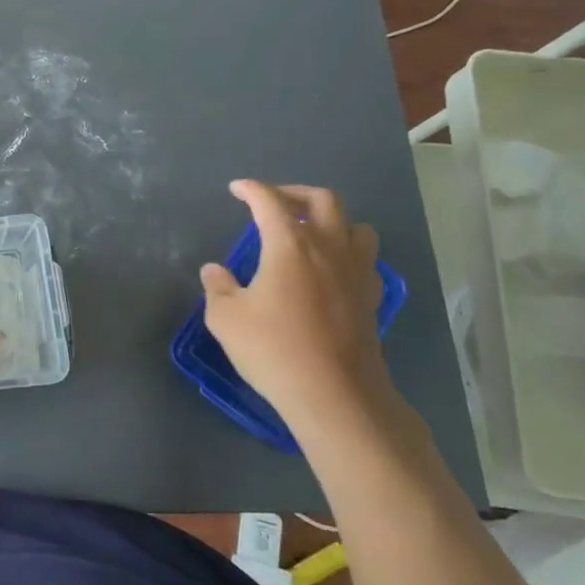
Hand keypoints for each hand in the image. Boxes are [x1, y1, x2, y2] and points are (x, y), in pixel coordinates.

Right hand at [199, 180, 397, 443]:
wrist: (335, 394)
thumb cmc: (274, 350)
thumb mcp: (227, 318)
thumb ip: (218, 287)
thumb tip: (214, 270)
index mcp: (290, 245)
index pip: (270, 201)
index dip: (251, 189)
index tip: (236, 189)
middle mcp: (329, 248)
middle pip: (323, 199)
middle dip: (295, 193)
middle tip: (274, 203)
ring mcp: (356, 272)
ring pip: (355, 225)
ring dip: (330, 219)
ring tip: (308, 231)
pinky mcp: (371, 297)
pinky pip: (364, 258)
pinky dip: (347, 251)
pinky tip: (330, 269)